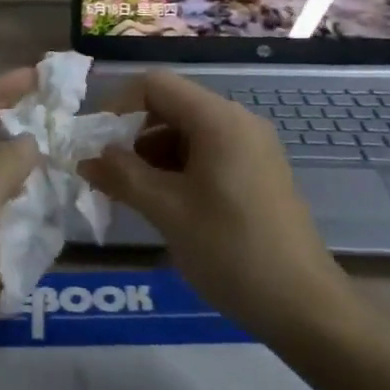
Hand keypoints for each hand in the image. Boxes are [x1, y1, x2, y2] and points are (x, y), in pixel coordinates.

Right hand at [82, 70, 348, 341]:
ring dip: (153, 154)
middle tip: (108, 173)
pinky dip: (178, 168)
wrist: (303, 304)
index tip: (96, 144)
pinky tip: (164, 203)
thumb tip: (86, 158)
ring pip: (188, 131)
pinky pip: (208, 152)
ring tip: (131, 194)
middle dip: (133, 133)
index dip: (118, 106)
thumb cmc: (230, 249)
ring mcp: (252, 146)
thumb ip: (122, 176)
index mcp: (218, 119)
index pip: (155, 85)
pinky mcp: (258, 171)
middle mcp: (237, 121)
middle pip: (172, 105)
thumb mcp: (167, 211)